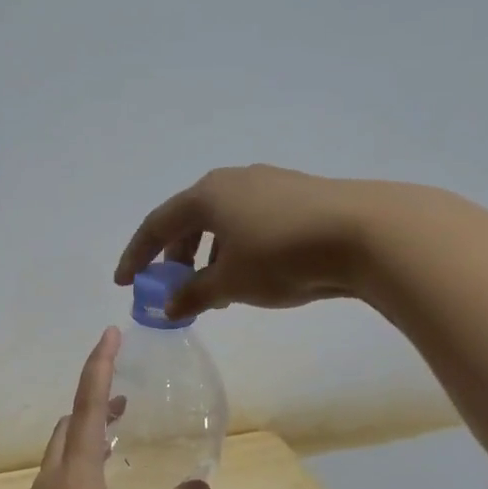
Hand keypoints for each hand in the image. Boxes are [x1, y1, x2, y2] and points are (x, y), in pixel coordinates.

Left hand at [1, 328, 208, 488]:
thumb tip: (201, 487)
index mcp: (77, 474)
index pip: (89, 407)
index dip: (100, 367)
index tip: (109, 334)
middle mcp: (51, 479)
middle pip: (69, 426)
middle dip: (95, 405)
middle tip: (125, 402)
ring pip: (58, 454)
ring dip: (84, 438)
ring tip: (115, 439)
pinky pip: (53, 481)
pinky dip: (74, 468)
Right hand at [114, 164, 371, 319]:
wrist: (363, 233)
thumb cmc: (281, 257)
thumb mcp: (229, 283)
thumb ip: (193, 295)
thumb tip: (170, 307)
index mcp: (206, 196)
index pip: (157, 225)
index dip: (136, 255)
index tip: (124, 282)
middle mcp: (233, 181)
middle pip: (189, 219)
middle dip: (175, 255)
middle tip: (171, 286)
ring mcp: (268, 184)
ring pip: (223, 221)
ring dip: (208, 254)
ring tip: (213, 288)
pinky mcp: (297, 196)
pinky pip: (250, 222)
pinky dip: (237, 248)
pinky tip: (250, 274)